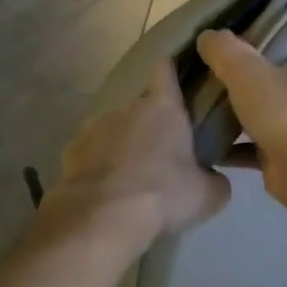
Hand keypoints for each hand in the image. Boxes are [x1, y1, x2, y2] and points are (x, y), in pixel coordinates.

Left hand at [41, 62, 230, 250]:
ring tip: (131, 175)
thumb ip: (215, 179)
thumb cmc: (163, 195)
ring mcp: (94, 126)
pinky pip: (91, 151)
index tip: (178, 75)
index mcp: (164, 108)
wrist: (102, 217)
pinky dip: (99, 163)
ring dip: (123, 144)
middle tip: (163, 152)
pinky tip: (106, 188)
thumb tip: (213, 179)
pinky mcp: (71, 150)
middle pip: (142, 106)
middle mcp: (127, 107)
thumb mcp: (208, 195)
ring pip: (115, 129)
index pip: (166, 69)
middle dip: (151, 124)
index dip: (172, 69)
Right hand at [196, 29, 286, 208]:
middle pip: (269, 80)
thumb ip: (224, 50)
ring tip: (199, 111)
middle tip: (204, 80)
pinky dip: (233, 148)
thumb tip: (206, 36)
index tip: (222, 48)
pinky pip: (254, 147)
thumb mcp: (246, 69)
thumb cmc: (286, 109)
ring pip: (262, 115)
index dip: (253, 43)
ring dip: (236, 117)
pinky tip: (206, 145)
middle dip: (240, 84)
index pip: (283, 43)